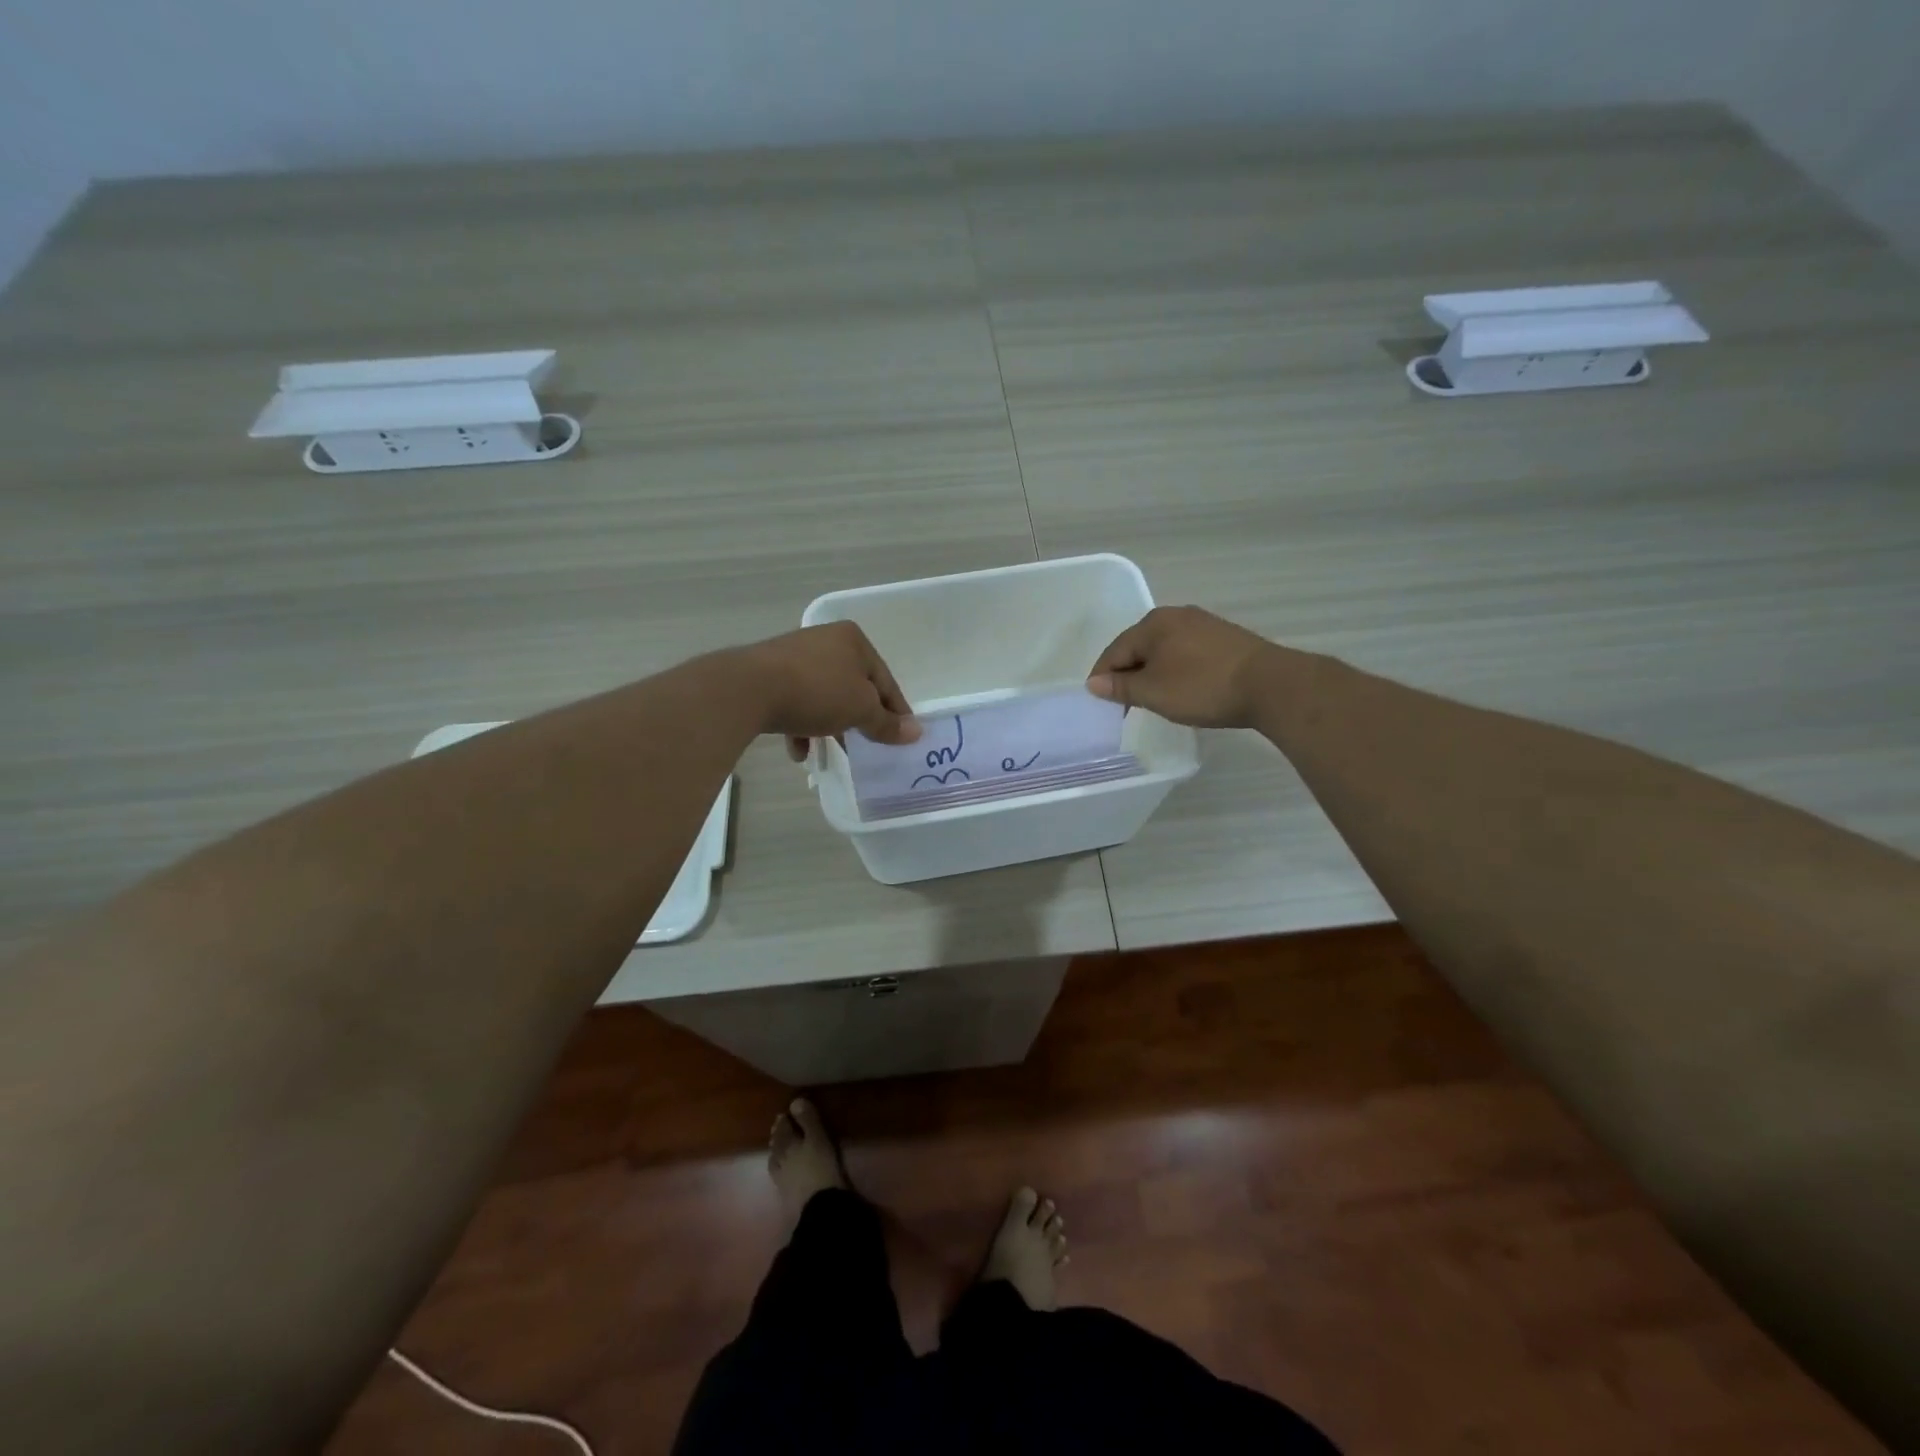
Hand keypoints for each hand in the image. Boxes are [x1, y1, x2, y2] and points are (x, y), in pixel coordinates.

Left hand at [739, 623, 921, 760]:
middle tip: (867, 748)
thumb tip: (916, 733)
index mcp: (853, 640)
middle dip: (859, 720)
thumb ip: (887, 724)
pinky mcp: (768, 674)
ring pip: (823, 697)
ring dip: (830, 726)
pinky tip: (798, 751)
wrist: (749, 689)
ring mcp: (794, 656)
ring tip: (832, 753)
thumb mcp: (861, 710)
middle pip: (853, 687)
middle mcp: (825, 641)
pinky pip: (795, 702)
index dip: (896, 711)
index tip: (902, 738)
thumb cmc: (817, 692)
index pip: (885, 680)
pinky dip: (801, 725)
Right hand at [1086, 606, 1279, 728]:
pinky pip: (1186, 652)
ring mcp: (1203, 624)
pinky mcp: (1224, 637)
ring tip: (1153, 698)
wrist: (1270, 684)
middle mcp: (1176, 616)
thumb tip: (1094, 683)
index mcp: (1153, 624)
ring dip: (1153, 672)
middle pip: (1139, 647)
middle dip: (1128, 674)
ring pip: (1164, 649)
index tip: (1100, 703)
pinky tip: (1182, 687)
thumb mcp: (1154, 692)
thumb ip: (1121, 687)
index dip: (1103, 677)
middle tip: (1125, 703)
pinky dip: (1176, 669)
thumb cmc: (1202, 687)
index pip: (1115, 651)